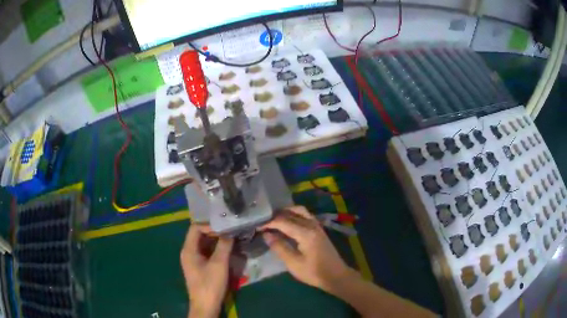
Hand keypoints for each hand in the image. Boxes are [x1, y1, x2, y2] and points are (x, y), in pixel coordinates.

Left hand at [180, 224, 233, 317]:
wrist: (205, 305)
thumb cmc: (210, 284)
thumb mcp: (219, 264)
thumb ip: (224, 246)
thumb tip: (230, 232)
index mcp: (188, 249)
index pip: (195, 228)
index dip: (209, 225)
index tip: (225, 228)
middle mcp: (188, 252)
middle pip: (199, 235)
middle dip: (215, 232)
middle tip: (230, 232)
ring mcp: (193, 260)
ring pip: (204, 244)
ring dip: (216, 241)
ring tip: (231, 240)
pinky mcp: (199, 267)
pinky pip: (206, 252)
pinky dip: (216, 249)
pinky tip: (227, 251)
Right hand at [259, 206, 355, 291]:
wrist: (335, 275)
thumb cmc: (313, 272)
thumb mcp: (294, 263)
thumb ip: (279, 247)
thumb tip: (266, 234)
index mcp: (305, 233)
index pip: (283, 221)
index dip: (268, 223)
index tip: (256, 226)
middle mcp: (311, 224)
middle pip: (291, 213)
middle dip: (275, 216)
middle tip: (262, 222)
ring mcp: (317, 225)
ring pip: (299, 211)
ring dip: (286, 212)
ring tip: (273, 219)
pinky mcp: (319, 229)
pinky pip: (305, 215)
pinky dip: (294, 214)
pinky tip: (287, 222)